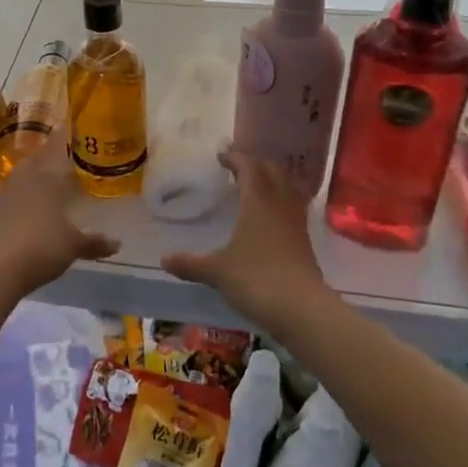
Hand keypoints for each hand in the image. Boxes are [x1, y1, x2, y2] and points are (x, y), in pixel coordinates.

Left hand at [0, 131, 118, 293]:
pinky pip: (6, 203)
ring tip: (44, 186)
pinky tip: (24, 217)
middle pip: (35, 161)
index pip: (56, 149)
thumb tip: (117, 243)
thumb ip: (94, 242)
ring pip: (19, 180)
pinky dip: (17, 205)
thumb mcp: (73, 246)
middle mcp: (22, 180)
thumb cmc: (40, 247)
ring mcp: (1, 198)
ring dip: (31, 181)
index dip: (63, 138)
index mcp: (46, 178)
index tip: (69, 128)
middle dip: (47, 158)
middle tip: (60, 159)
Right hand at [161, 151, 329, 324]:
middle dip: (256, 164)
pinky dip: (282, 201)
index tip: (221, 157)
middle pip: (274, 172)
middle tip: (238, 168)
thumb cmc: (256, 280)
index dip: (236, 158)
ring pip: (289, 188)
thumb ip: (190, 263)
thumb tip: (163, 260)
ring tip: (256, 186)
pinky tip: (270, 216)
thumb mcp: (217, 271)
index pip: (250, 167)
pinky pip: (294, 207)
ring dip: (273, 180)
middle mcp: (280, 205)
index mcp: (258, 202)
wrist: (302, 309)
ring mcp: (296, 223)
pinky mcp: (304, 241)